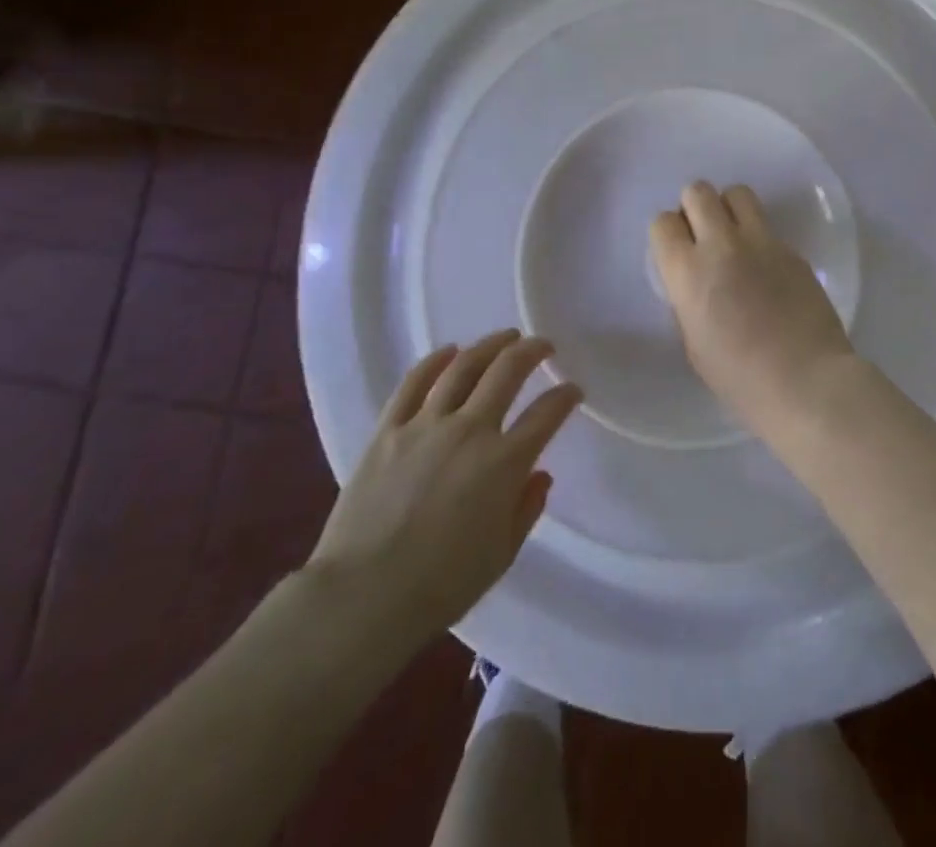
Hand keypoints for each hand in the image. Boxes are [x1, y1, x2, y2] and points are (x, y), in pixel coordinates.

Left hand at [302, 330, 580, 651]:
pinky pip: (414, 384)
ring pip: (464, 367)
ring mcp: (426, 426)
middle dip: (532, 351)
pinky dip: (434, 362)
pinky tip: (449, 351)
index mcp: (505, 462)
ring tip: (505, 337)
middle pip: (507, 372)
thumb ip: (526, 508)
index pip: (547, 414)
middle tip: (543, 345)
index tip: (573, 390)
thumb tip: (539, 475)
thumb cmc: (441, 585)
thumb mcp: (501, 555)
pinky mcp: (388, 431)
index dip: (565, 397)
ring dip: (490, 346)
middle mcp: (471, 431)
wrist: (363, 597)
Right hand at [649, 181, 856, 429]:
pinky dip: (759, 237)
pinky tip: (767, 269)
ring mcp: (761, 242)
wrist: (804, 380)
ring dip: (729, 208)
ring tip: (735, 237)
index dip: (668, 234)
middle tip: (703, 236)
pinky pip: (767, 226)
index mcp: (687, 272)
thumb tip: (693, 282)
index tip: (677, 250)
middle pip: (697, 192)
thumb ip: (687, 300)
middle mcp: (721, 245)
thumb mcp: (693, 342)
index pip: (662, 222)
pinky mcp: (792, 249)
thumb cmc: (739, 377)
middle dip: (694, 208)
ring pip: (737, 193)